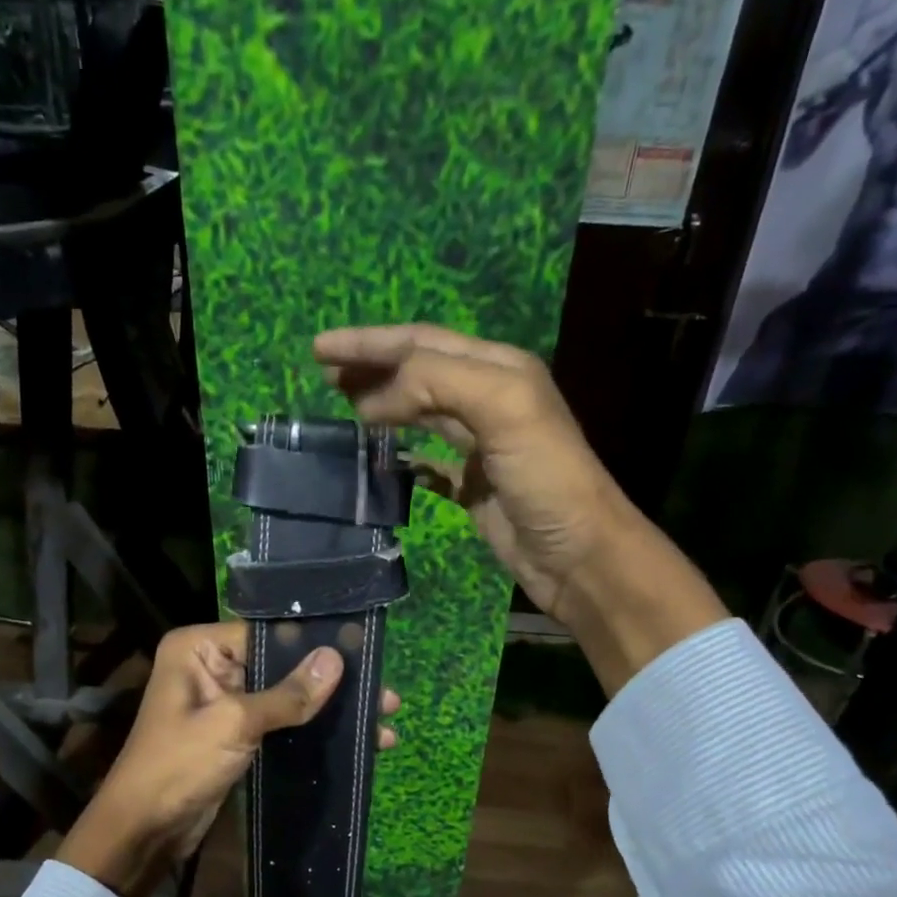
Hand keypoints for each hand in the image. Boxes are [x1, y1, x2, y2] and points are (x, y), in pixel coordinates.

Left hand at [58, 622, 399, 896]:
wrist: (145, 831)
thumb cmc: (179, 765)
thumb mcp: (234, 723)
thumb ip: (288, 694)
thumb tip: (337, 659)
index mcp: (198, 647)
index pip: (266, 633)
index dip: (314, 643)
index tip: (363, 652)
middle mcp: (210, 665)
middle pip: (281, 664)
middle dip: (330, 681)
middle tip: (383, 693)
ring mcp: (224, 700)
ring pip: (285, 695)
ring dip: (328, 708)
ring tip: (383, 718)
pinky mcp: (236, 733)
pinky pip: (280, 721)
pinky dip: (311, 728)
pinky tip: (351, 738)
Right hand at [314, 323, 726, 689]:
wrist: (577, 553)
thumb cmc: (545, 477)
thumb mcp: (502, 409)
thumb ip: (439, 382)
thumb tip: (377, 396)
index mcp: (499, 370)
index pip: (423, 342)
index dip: (370, 342)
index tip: (319, 350)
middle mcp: (489, 398)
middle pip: (418, 371)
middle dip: (371, 366)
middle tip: (324, 373)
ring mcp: (480, 443)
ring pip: (420, 411)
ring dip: (382, 402)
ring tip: (343, 403)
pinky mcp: (472, 484)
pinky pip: (428, 459)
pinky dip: (402, 452)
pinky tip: (380, 456)